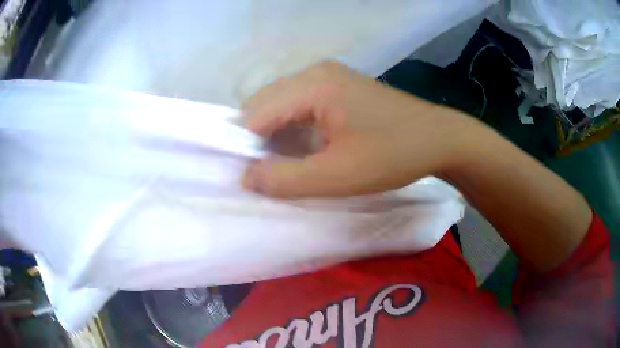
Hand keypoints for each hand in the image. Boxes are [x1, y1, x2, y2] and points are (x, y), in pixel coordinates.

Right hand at [242, 61, 477, 198]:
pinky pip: (298, 104)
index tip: (249, 177)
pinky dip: (292, 127)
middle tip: (266, 173)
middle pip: (264, 103)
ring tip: (283, 163)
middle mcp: (314, 71)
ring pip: (280, 103)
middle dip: (258, 139)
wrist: (438, 139)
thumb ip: (285, 180)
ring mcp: (327, 75)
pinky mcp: (337, 85)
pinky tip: (302, 147)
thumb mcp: (337, 177)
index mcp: (313, 84)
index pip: (255, 112)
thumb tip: (245, 177)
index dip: (245, 146)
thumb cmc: (393, 156)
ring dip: (274, 134)